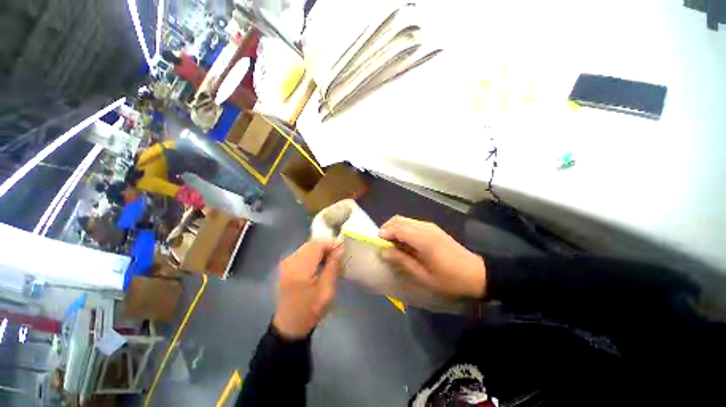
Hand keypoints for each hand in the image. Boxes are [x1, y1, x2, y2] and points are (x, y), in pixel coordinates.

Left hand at [273, 241, 342, 339]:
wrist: (290, 325)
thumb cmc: (311, 309)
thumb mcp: (327, 290)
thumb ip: (333, 266)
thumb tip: (340, 249)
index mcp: (300, 269)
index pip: (317, 246)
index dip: (330, 245)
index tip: (342, 250)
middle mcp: (291, 262)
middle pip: (311, 245)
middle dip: (325, 247)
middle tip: (337, 256)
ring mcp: (286, 263)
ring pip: (306, 248)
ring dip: (319, 251)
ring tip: (330, 261)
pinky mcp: (286, 266)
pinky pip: (302, 253)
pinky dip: (312, 255)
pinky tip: (319, 264)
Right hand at [379, 216, 485, 298]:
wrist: (476, 273)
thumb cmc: (449, 278)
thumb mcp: (423, 275)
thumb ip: (402, 260)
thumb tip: (383, 252)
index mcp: (423, 239)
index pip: (397, 227)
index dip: (385, 233)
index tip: (378, 244)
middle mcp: (425, 227)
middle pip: (399, 219)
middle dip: (387, 228)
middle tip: (383, 244)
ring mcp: (429, 226)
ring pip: (404, 220)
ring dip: (394, 228)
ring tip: (392, 244)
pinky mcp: (432, 228)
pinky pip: (411, 223)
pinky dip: (403, 229)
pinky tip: (404, 242)